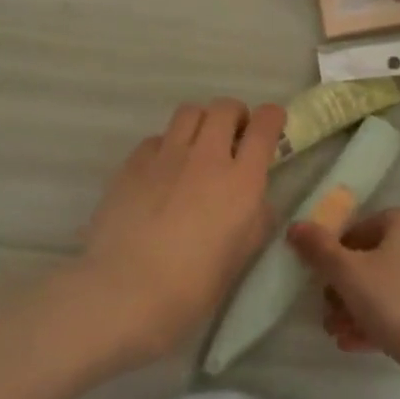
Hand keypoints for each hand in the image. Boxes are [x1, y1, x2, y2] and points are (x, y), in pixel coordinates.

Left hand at [74, 98, 285, 363]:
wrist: (127, 291)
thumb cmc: (193, 286)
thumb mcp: (242, 255)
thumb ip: (255, 218)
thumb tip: (254, 199)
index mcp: (242, 181)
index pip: (265, 126)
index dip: (272, 117)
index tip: (271, 125)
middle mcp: (206, 156)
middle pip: (225, 107)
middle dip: (235, 115)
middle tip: (233, 137)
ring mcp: (166, 155)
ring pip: (189, 112)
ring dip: (201, 122)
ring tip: (197, 146)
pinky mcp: (133, 163)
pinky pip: (157, 138)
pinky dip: (167, 145)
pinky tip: (162, 171)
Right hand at [288, 209, 399, 391]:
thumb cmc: (398, 303)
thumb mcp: (348, 274)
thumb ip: (319, 248)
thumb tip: (296, 226)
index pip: (361, 228)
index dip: (335, 253)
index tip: (321, 281)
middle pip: (375, 259)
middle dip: (345, 289)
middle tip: (327, 314)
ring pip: (391, 286)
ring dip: (360, 308)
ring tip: (339, 334)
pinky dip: (384, 320)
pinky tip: (360, 344)